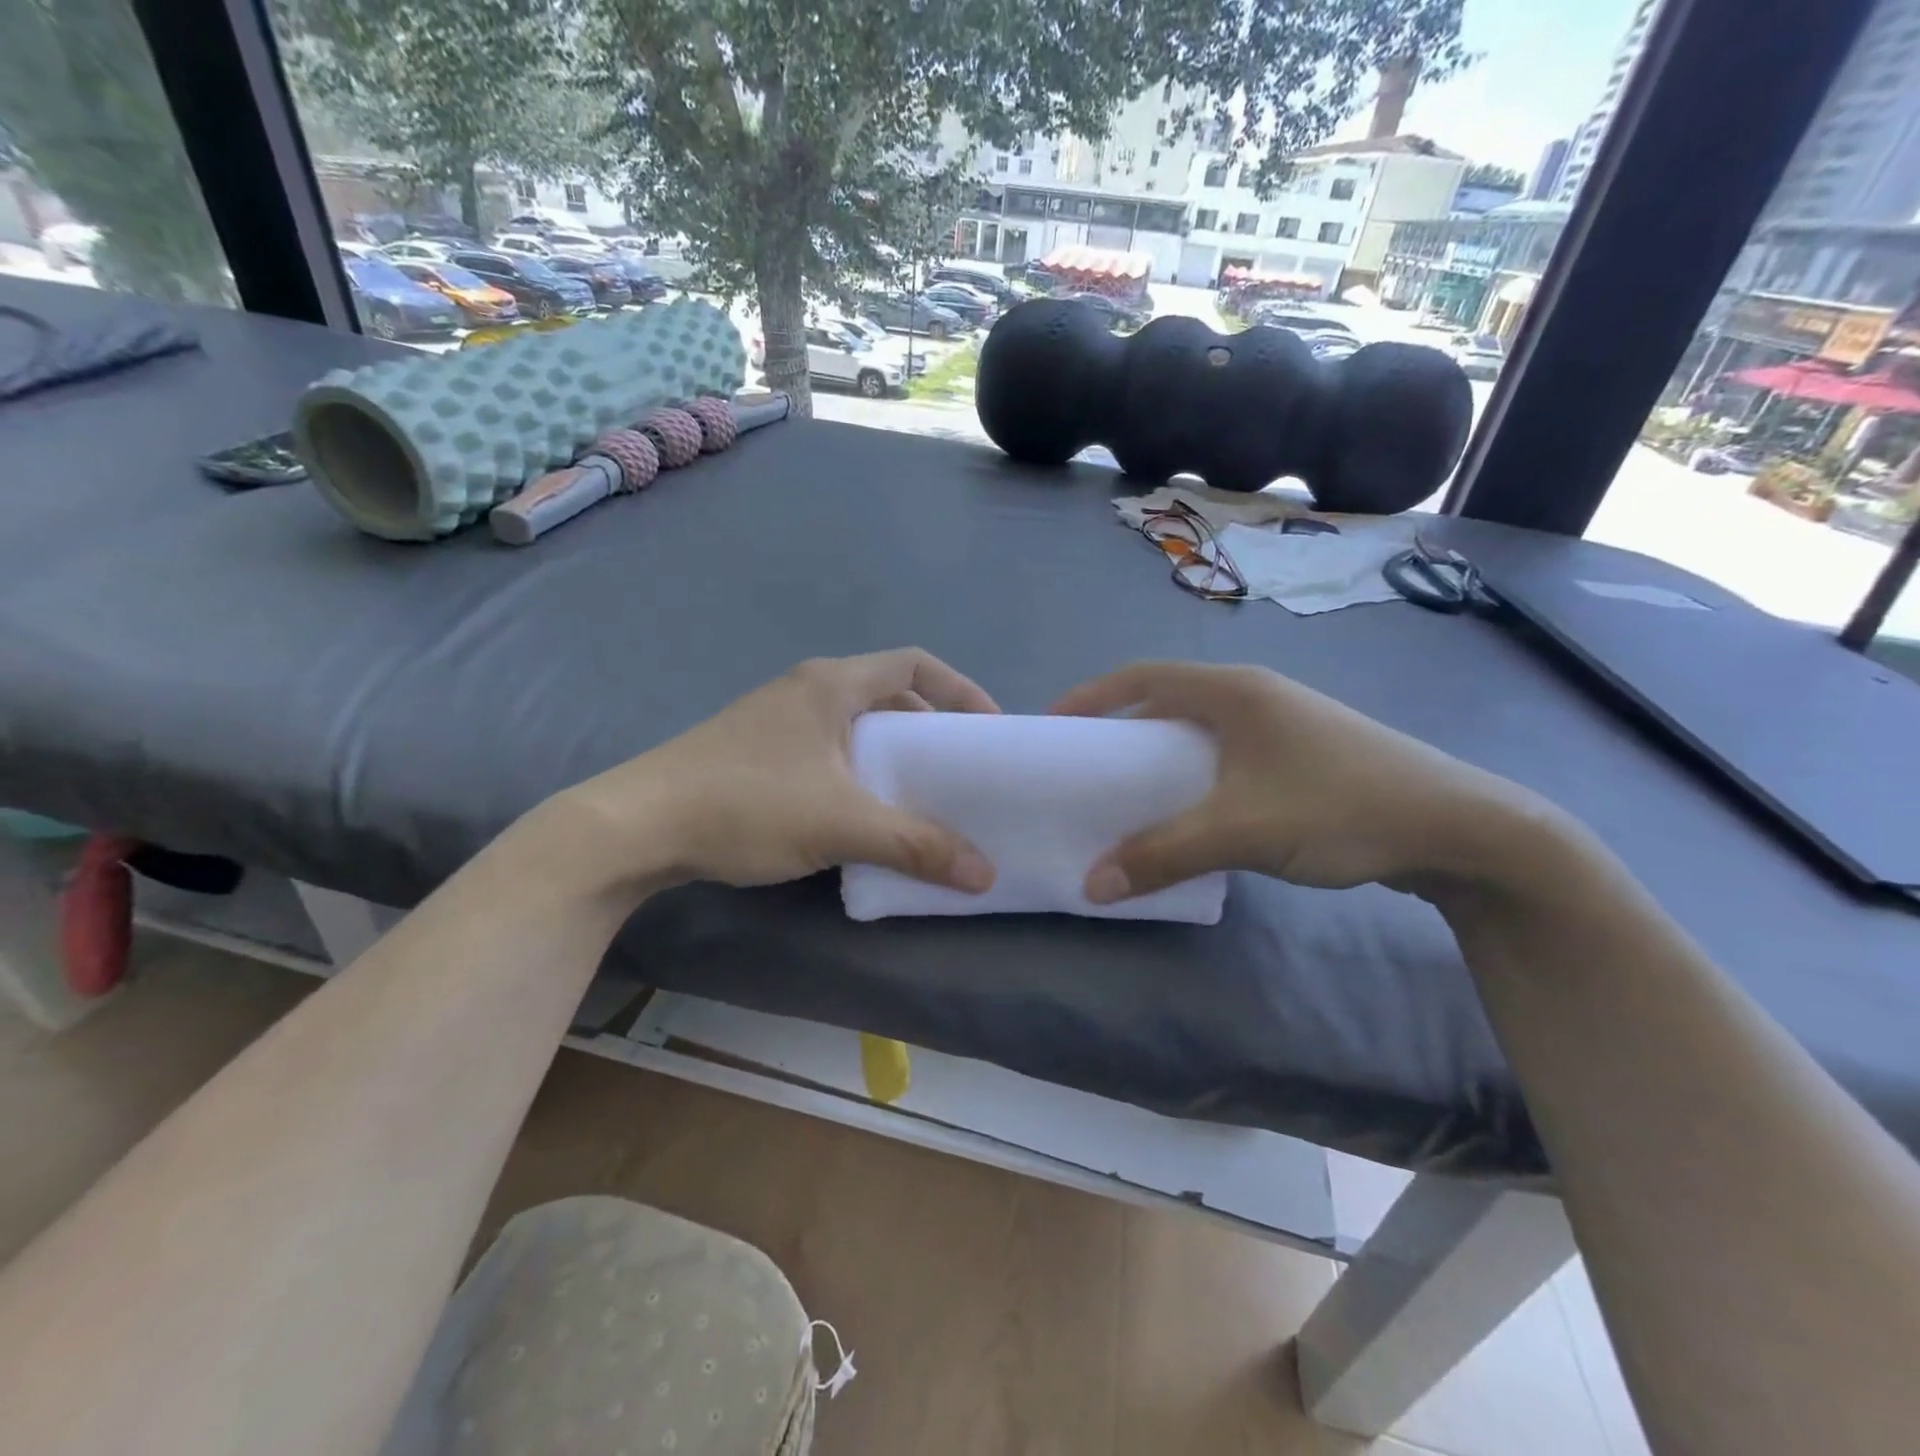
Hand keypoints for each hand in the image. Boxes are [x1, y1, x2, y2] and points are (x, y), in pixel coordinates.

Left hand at [554, 650, 1000, 896]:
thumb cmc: (746, 805)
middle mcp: (808, 690)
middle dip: (931, 731)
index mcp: (832, 684)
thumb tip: (985, 874)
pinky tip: (865, 816)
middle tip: (961, 772)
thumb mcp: (841, 824)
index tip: (990, 731)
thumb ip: (916, 845)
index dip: (962, 690)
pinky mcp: (759, 753)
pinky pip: (831, 753)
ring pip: (858, 729)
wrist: (635, 827)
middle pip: (890, 697)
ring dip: (894, 758)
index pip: (916, 665)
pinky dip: (861, 775)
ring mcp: (779, 721)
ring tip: (922, 798)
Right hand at [1052, 661, 1551, 901]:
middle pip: (1168, 700)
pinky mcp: (1302, 755)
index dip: (1092, 697)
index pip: (1142, 677)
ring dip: (1159, 754)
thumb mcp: (1241, 830)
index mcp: (1235, 691)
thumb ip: (1162, 854)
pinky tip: (1192, 810)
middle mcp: (1255, 695)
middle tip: (1086, 765)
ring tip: (1128, 790)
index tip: (1054, 726)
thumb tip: (1091, 884)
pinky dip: (1194, 774)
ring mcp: (1283, 724)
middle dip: (1121, 727)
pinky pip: (1227, 754)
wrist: (1460, 829)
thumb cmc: (1342, 806)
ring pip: (1199, 730)